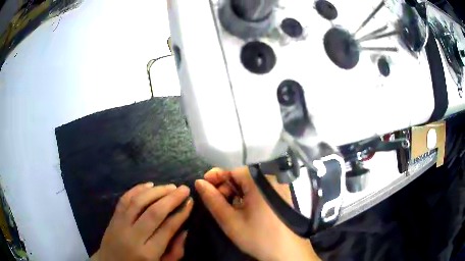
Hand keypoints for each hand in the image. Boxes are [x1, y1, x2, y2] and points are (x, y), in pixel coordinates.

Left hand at [91, 183, 192, 260]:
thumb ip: (175, 252)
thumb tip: (185, 230)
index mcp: (148, 253)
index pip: (167, 229)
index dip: (181, 214)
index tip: (190, 202)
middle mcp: (133, 237)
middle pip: (153, 213)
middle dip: (171, 198)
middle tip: (184, 188)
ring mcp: (120, 225)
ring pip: (138, 202)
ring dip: (156, 191)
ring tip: (170, 186)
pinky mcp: (112, 218)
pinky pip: (124, 199)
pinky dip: (136, 189)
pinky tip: (149, 185)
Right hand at [195, 168, 319, 260]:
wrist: (287, 251)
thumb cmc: (258, 236)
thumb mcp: (230, 220)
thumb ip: (213, 200)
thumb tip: (199, 182)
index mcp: (259, 180)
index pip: (232, 168)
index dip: (216, 176)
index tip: (204, 185)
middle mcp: (271, 178)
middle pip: (241, 175)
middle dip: (225, 186)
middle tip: (216, 201)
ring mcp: (278, 186)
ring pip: (249, 182)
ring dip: (235, 192)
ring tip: (228, 208)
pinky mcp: (280, 194)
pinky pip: (259, 189)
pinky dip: (247, 196)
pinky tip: (242, 209)